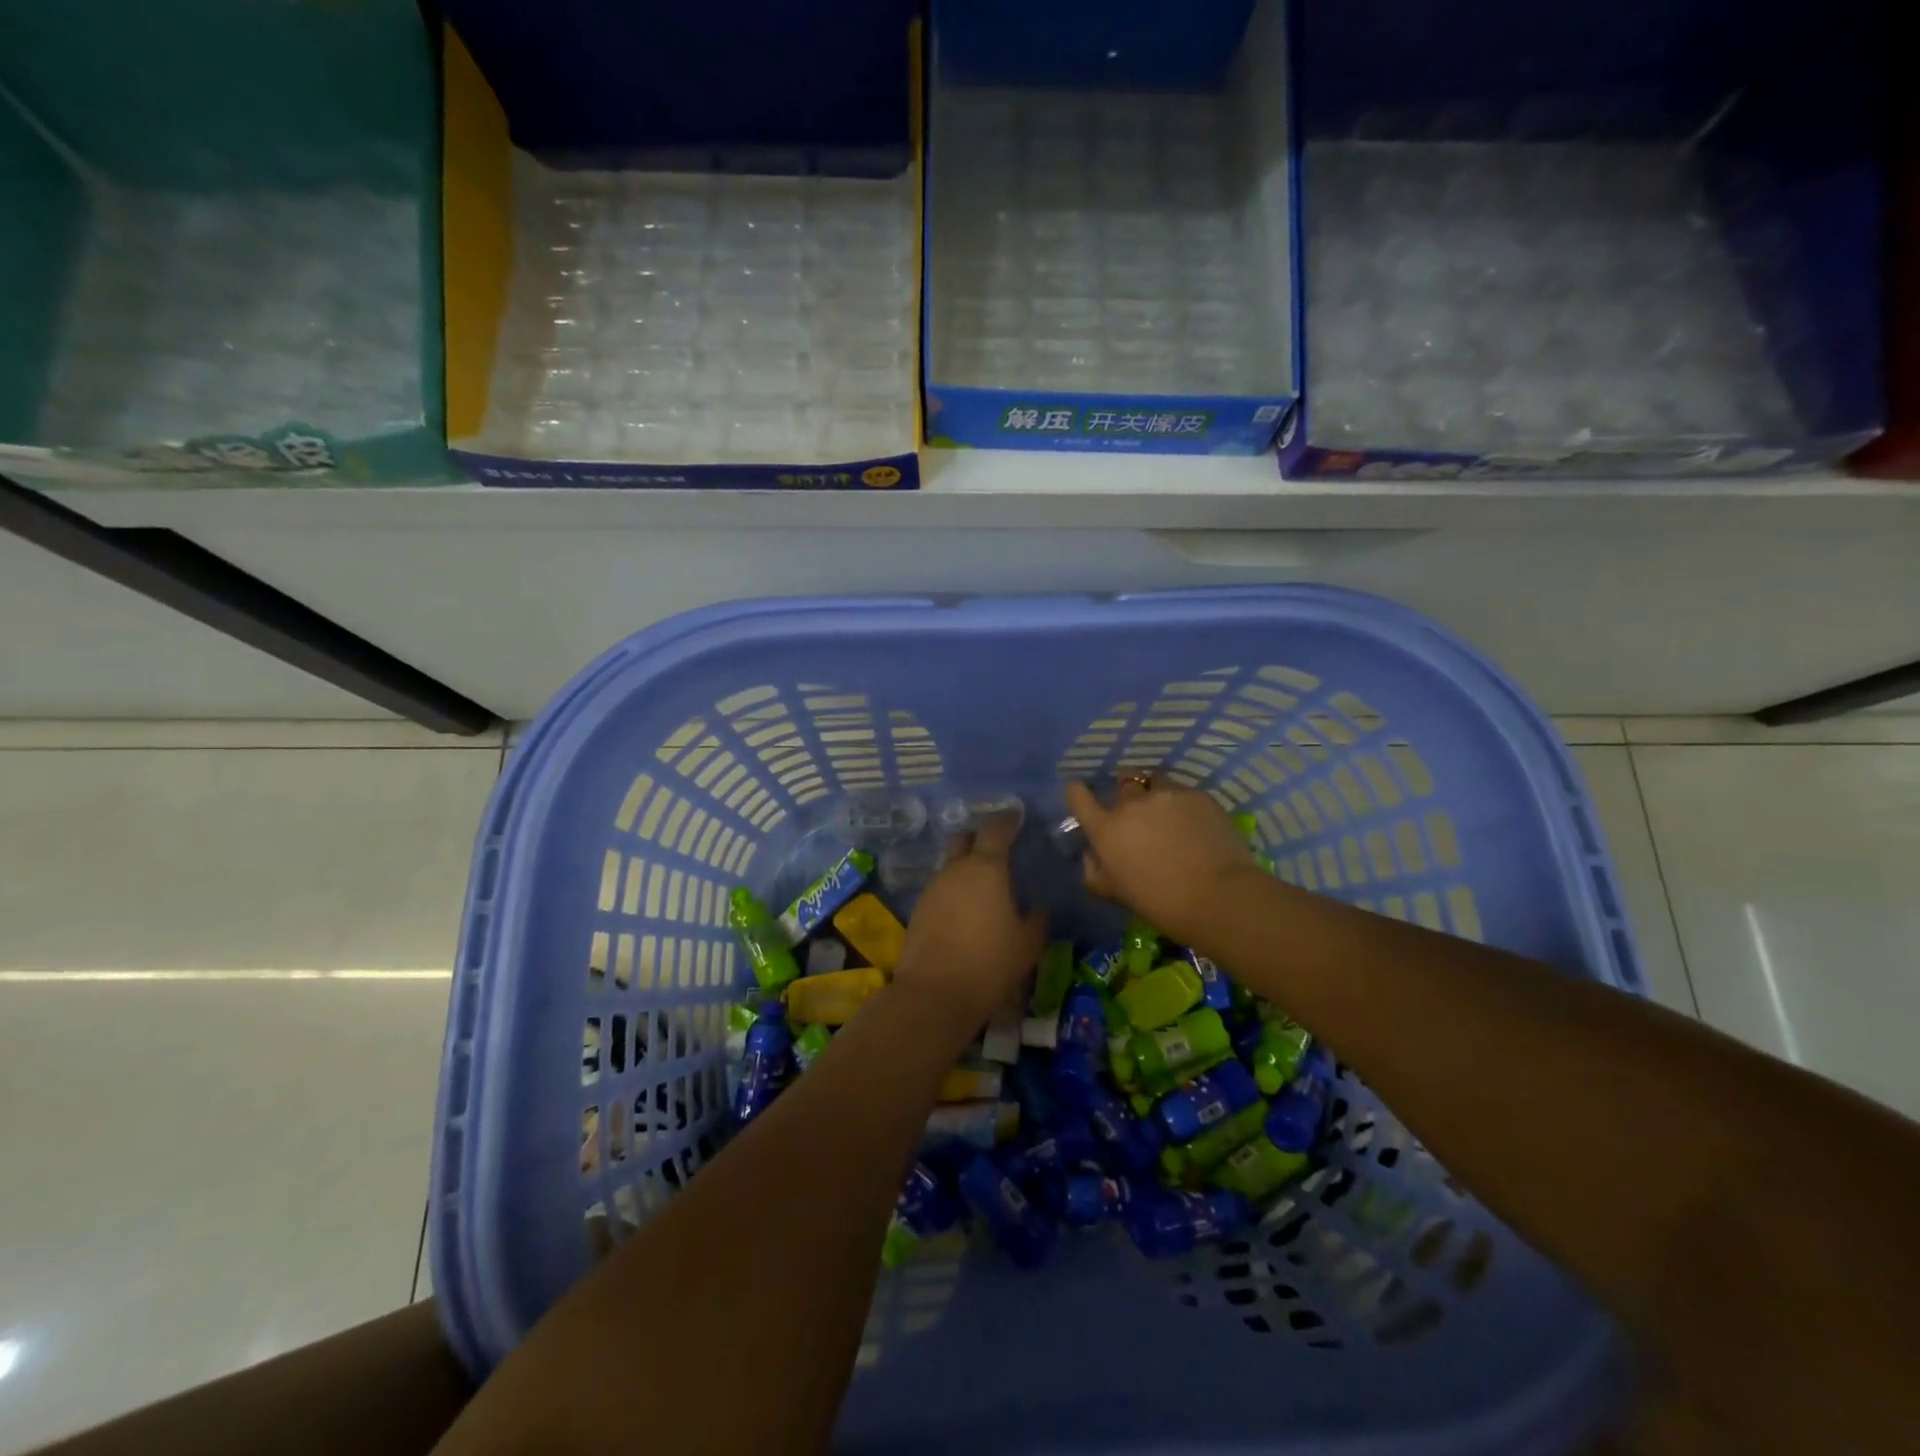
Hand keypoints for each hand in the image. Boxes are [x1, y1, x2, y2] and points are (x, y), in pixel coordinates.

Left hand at [894, 812, 1044, 1026]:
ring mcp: (932, 889)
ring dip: (965, 869)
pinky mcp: (918, 910)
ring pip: (950, 866)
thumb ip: (1036, 920)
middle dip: (978, 839)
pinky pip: (940, 890)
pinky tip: (964, 912)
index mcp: (986, 869)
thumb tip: (1038, 908)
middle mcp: (955, 870)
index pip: (996, 831)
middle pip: (964, 840)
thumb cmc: (990, 963)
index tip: (1016, 816)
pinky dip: (954, 892)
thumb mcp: (1027, 944)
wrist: (935, 993)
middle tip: (996, 848)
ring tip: (983, 888)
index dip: (1007, 821)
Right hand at [1065, 778, 1260, 945]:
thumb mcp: (1115, 894)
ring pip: (1154, 783)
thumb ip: (1095, 872)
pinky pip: (1183, 793)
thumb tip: (1091, 854)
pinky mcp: (1197, 795)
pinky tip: (1195, 824)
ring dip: (1155, 794)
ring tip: (1168, 814)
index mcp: (1106, 829)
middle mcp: (1131, 804)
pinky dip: (1183, 804)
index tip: (1082, 794)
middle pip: (1122, 785)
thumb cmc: (1160, 903)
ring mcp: (1166, 795)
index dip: (1078, 793)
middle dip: (1127, 797)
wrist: (1218, 897)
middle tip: (1139, 818)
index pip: (1079, 796)